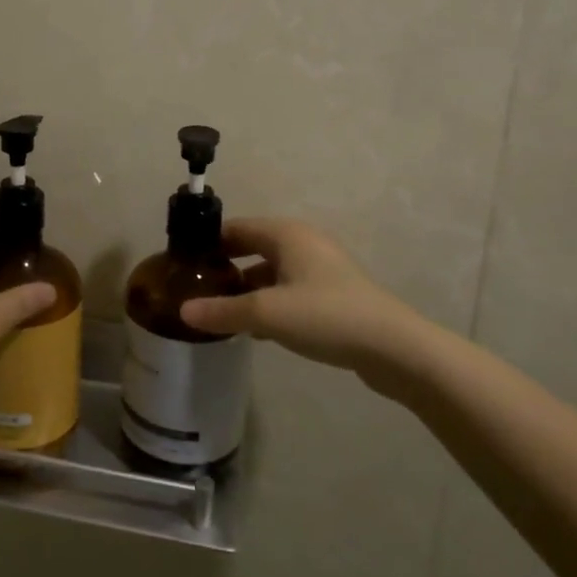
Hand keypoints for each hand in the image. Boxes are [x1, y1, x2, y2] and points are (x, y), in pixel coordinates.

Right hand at [179, 217, 432, 398]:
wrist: (394, 348)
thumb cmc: (325, 316)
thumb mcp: (266, 314)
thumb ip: (222, 311)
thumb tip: (183, 311)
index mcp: (286, 234)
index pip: (235, 228)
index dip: (207, 244)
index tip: (182, 265)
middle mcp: (303, 243)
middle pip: (252, 248)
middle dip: (225, 268)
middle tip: (196, 290)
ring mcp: (321, 269)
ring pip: (271, 272)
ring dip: (246, 289)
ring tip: (220, 313)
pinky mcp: (333, 295)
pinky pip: (289, 291)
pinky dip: (269, 303)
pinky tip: (256, 331)